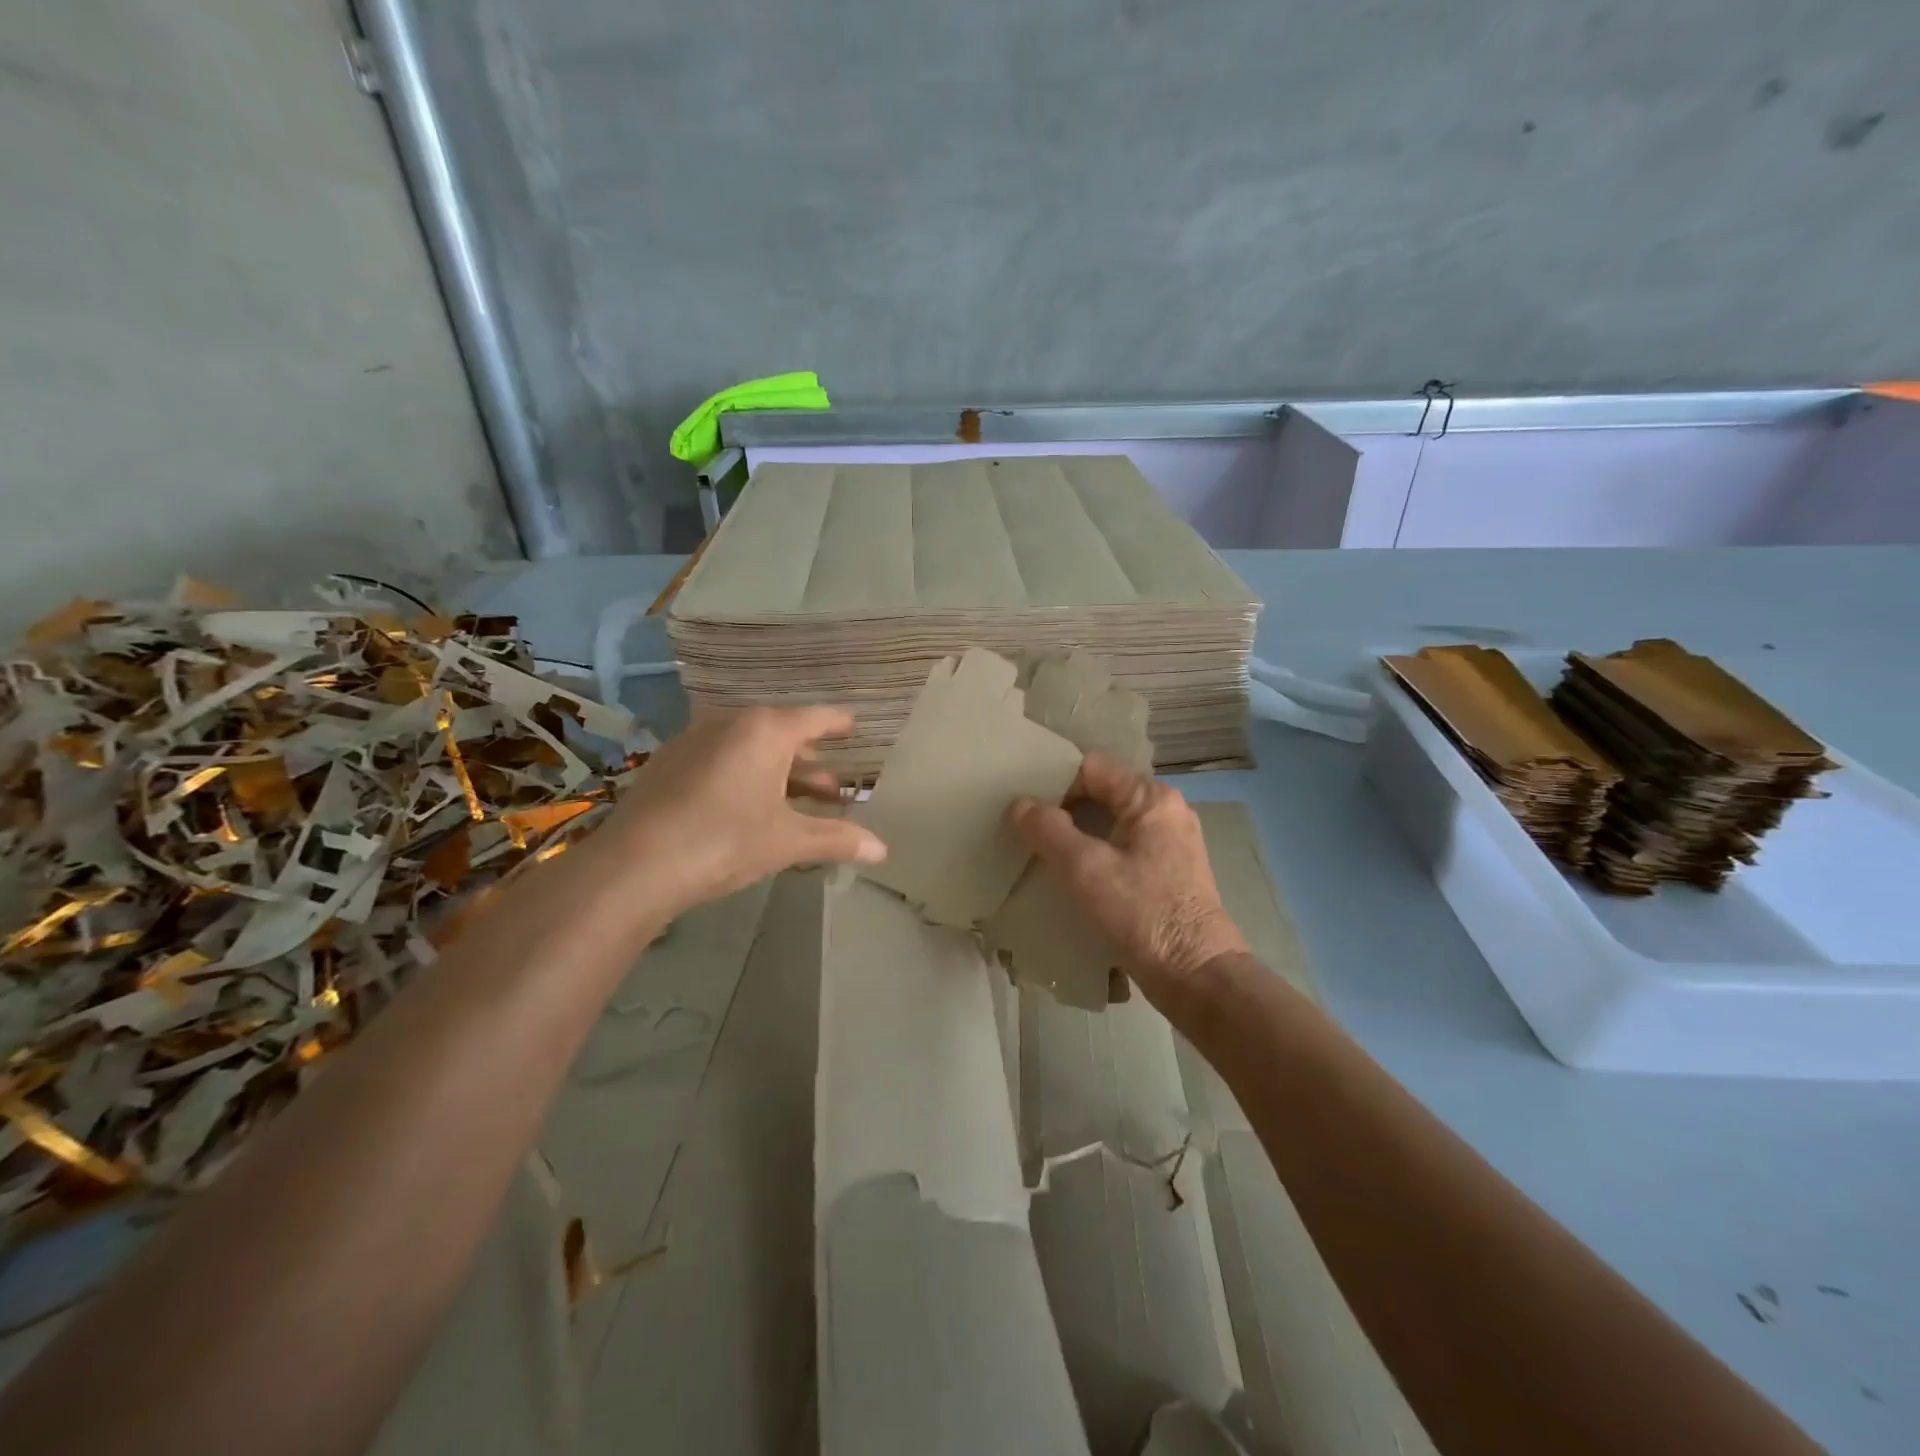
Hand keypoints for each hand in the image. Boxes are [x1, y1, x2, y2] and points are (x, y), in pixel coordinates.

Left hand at [600, 706, 885, 925]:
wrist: (634, 865)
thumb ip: (837, 839)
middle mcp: (731, 723)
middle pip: (784, 734)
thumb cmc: (724, 841)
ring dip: (780, 772)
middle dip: (812, 762)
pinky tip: (751, 809)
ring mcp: (695, 740)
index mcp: (766, 730)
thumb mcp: (788, 841)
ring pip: (752, 749)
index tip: (856, 730)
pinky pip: (723, 759)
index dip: (841, 725)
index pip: (817, 717)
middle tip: (835, 789)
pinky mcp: (670, 763)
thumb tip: (883, 850)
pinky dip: (747, 776)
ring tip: (799, 803)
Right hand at [1008, 751, 1247, 1007]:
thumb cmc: (1142, 914)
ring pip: (1110, 822)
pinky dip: (1095, 853)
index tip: (1025, 807)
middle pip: (1101, 792)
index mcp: (1151, 798)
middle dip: (1063, 808)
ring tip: (1041, 851)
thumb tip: (1020, 804)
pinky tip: (1072, 875)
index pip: (1091, 767)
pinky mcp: (1168, 871)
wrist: (1197, 977)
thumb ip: (1048, 830)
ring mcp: (1170, 841)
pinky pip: (1122, 847)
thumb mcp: (1085, 869)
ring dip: (1077, 834)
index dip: (1054, 781)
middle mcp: (1166, 810)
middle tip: (1026, 829)